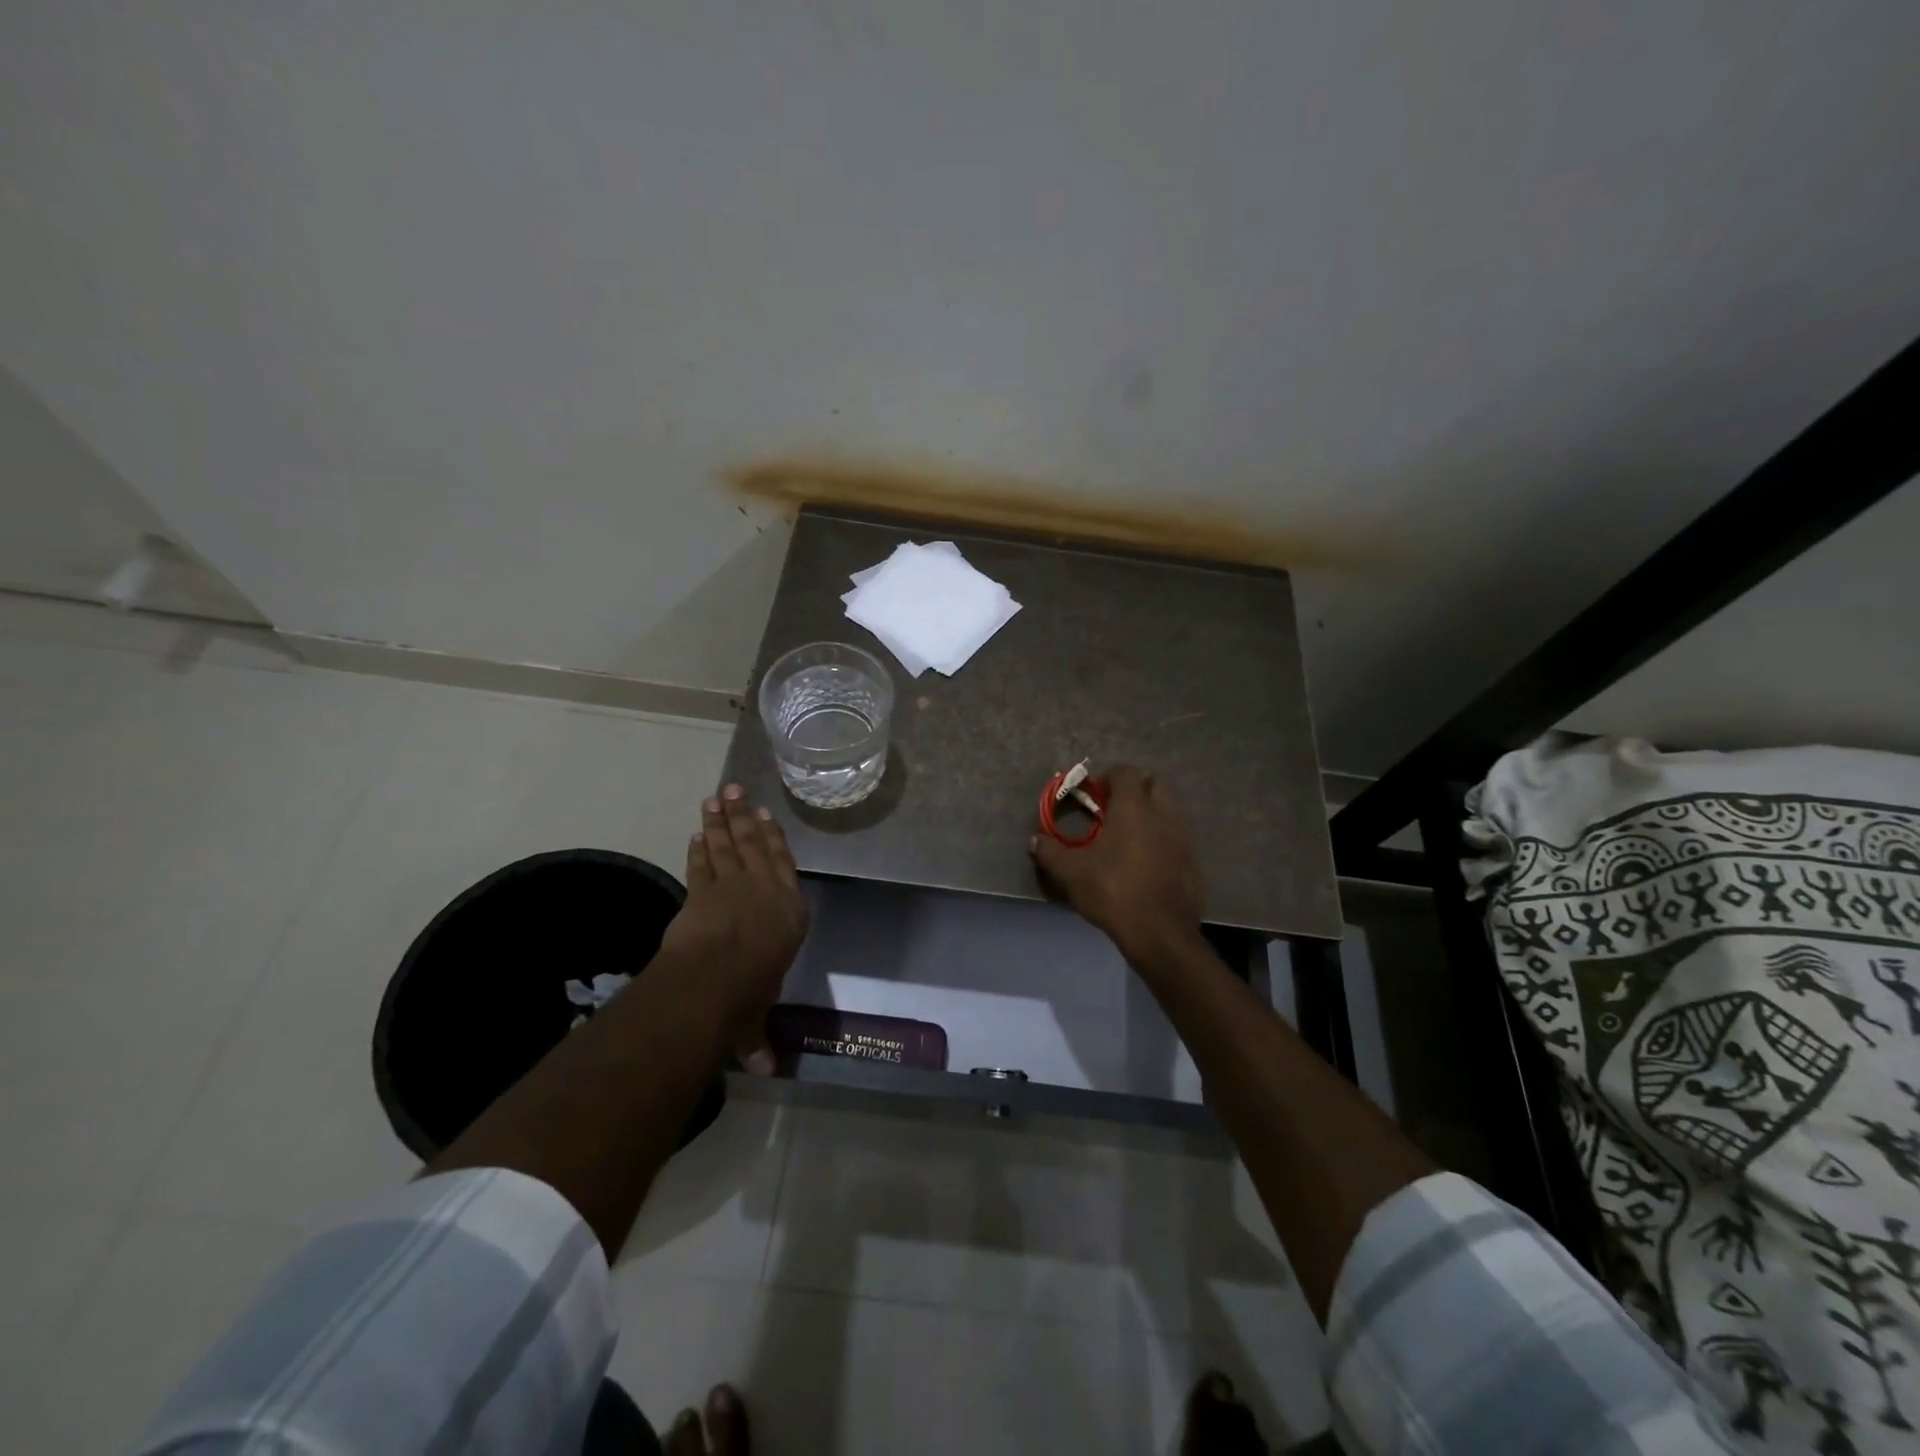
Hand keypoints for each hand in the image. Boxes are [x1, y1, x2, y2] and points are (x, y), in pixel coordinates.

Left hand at [659, 784, 809, 1069]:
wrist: (716, 977)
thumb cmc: (751, 992)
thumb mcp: (757, 1015)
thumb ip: (756, 1036)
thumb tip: (764, 1072)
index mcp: (788, 912)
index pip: (782, 866)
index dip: (773, 839)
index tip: (765, 816)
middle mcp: (764, 891)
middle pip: (755, 845)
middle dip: (744, 816)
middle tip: (735, 789)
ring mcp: (732, 886)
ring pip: (728, 845)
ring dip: (721, 821)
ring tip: (716, 796)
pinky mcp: (701, 892)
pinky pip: (702, 865)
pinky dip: (698, 848)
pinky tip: (696, 833)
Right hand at [1030, 764, 1203, 963]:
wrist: (1160, 933)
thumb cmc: (1112, 892)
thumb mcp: (1070, 873)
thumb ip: (1050, 852)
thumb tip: (1035, 840)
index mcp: (1133, 808)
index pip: (1126, 772)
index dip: (1108, 777)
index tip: (1094, 795)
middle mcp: (1163, 814)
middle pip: (1156, 782)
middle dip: (1137, 788)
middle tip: (1116, 809)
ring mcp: (1183, 837)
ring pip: (1171, 810)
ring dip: (1153, 813)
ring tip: (1131, 836)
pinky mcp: (1194, 861)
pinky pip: (1179, 838)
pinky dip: (1165, 840)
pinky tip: (1148, 862)